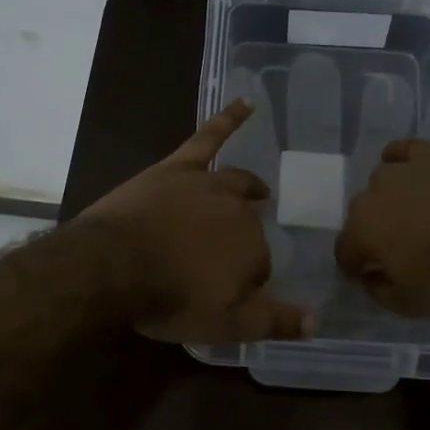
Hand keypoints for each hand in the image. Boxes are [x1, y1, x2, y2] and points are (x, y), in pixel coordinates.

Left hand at [80, 101, 311, 343]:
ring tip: (260, 191)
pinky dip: (229, 119)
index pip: (259, 266)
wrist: (112, 265)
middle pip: (249, 225)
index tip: (226, 292)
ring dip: (251, 188)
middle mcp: (238, 212)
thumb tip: (316, 322)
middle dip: (244, 240)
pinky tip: (247, 103)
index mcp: (252, 249)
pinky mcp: (179, 167)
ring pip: (237, 183)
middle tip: (230, 256)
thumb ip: (273, 322)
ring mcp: (208, 184)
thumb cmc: (168, 299)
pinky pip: (209, 137)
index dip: (244, 280)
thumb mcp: (224, 325)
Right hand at [336, 140, 429, 315]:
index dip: (355, 266)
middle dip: (374, 232)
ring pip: (381, 183)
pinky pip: (403, 151)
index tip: (370, 276)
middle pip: (361, 215)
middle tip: (399, 248)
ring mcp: (401, 170)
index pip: (344, 250)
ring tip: (414, 214)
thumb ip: (378, 291)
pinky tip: (409, 171)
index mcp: (361, 231)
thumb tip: (369, 277)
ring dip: (390, 199)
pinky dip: (400, 160)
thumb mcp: (408, 304)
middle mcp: (372, 194)